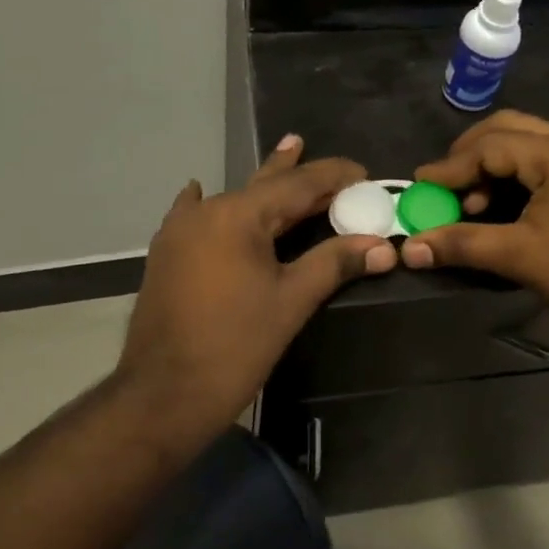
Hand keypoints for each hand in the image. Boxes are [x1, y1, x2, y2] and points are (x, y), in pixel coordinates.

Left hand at [115, 136, 396, 444]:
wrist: (163, 395)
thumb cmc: (235, 347)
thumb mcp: (292, 301)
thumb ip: (335, 263)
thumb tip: (384, 248)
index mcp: (238, 215)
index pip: (298, 184)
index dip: (333, 176)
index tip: (364, 174)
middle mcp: (206, 211)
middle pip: (265, 187)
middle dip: (299, 174)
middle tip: (328, 157)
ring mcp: (180, 231)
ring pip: (234, 200)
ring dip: (263, 188)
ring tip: (284, 154)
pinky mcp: (167, 254)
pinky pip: (195, 216)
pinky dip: (212, 206)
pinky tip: (199, 191)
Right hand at [401, 111, 548, 342]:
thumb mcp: (520, 256)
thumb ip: (462, 244)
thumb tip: (410, 249)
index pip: (490, 145)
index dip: (451, 166)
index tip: (419, 186)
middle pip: (508, 130)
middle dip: (469, 154)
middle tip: (443, 184)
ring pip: (525, 146)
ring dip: (491, 166)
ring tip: (468, 202)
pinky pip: (540, 166)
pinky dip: (512, 179)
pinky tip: (498, 209)